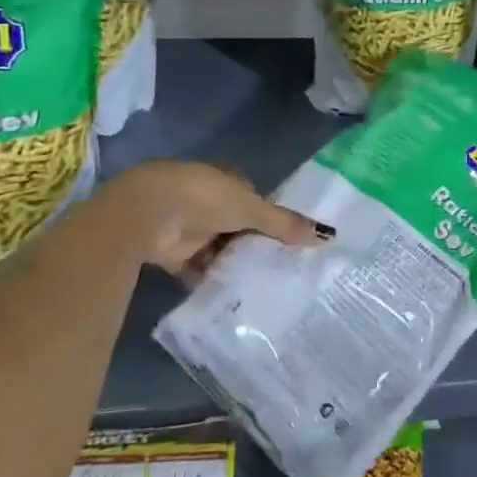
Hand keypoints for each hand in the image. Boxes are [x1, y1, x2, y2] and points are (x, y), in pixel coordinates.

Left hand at [104, 161, 331, 283]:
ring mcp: (189, 227)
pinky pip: (200, 270)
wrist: (146, 214)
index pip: (255, 198)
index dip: (271, 217)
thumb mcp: (251, 209)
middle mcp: (208, 201)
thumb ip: (286, 224)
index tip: (290, 240)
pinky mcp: (173, 253)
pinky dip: (212, 281)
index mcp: (227, 179)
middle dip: (254, 244)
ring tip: (263, 287)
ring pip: (219, 249)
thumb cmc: (203, 198)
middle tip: (282, 268)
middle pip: (238, 226)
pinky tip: (233, 298)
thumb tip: (329, 234)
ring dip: (233, 264)